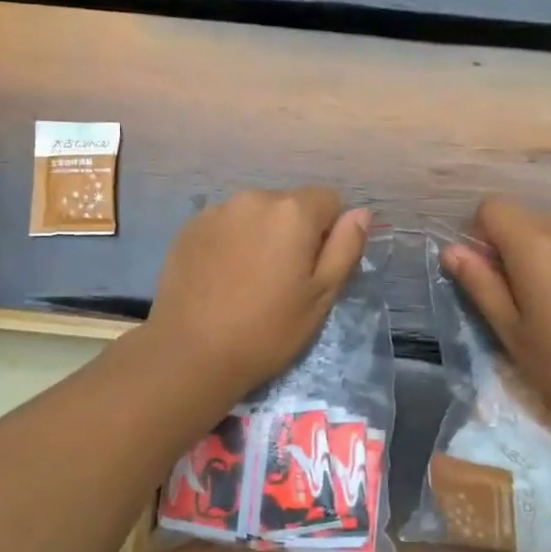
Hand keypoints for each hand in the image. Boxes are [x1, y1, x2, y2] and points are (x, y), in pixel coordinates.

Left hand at [148, 188, 370, 400]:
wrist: (191, 353)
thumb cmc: (267, 330)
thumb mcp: (321, 297)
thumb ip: (346, 248)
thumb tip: (361, 213)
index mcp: (292, 211)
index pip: (329, 200)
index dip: (329, 233)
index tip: (315, 270)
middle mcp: (254, 198)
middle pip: (289, 205)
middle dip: (293, 232)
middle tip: (282, 280)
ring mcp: (216, 211)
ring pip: (255, 215)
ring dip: (260, 235)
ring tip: (249, 280)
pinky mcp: (189, 228)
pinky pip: (225, 225)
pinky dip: (231, 243)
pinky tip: (222, 279)